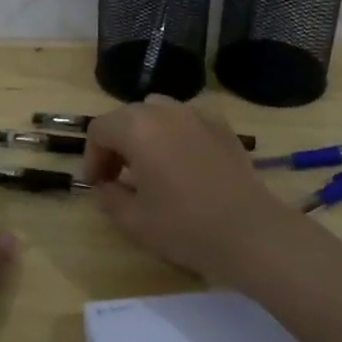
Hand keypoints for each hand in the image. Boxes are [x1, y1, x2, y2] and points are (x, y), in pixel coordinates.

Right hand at [83, 96, 291, 279]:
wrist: (248, 231)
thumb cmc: (184, 226)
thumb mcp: (133, 221)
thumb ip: (109, 197)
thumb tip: (106, 185)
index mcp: (136, 128)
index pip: (100, 130)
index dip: (92, 157)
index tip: (98, 185)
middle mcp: (164, 110)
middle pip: (127, 116)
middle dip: (117, 144)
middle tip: (119, 177)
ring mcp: (196, 114)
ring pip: (158, 111)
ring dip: (146, 134)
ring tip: (151, 166)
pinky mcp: (221, 125)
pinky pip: (187, 120)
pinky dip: (177, 134)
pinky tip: (185, 163)